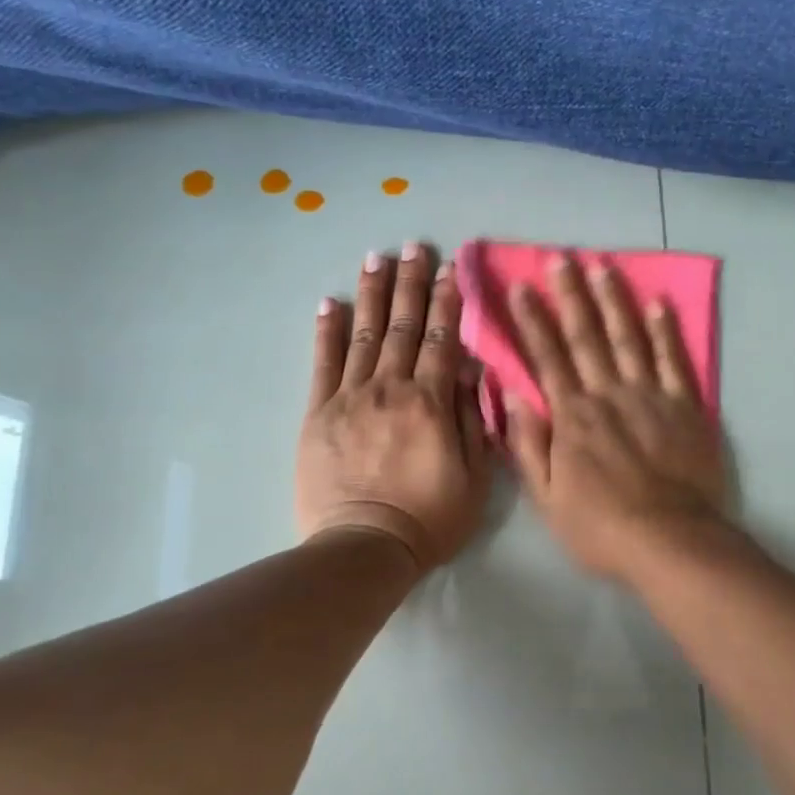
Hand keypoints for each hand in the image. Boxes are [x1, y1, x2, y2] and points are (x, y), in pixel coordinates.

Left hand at [297, 244, 492, 573]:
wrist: (365, 547)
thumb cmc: (430, 517)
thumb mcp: (475, 476)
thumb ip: (473, 419)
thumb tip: (472, 371)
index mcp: (431, 402)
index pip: (443, 339)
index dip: (446, 301)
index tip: (448, 268)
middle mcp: (391, 388)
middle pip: (403, 327)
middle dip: (409, 284)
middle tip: (412, 246)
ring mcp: (350, 398)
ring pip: (364, 335)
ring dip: (371, 294)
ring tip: (375, 258)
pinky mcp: (318, 414)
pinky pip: (322, 364)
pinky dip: (326, 331)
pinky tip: (330, 303)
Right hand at [506, 256, 727, 581]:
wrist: (670, 541)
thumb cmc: (601, 527)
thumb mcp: (546, 498)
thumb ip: (528, 446)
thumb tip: (509, 396)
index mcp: (572, 417)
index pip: (547, 358)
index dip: (532, 321)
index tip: (521, 287)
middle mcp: (608, 394)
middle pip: (586, 337)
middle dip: (571, 295)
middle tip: (561, 258)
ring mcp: (649, 396)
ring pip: (628, 338)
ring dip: (614, 301)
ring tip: (604, 266)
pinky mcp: (685, 406)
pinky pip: (673, 361)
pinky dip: (665, 331)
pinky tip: (658, 303)